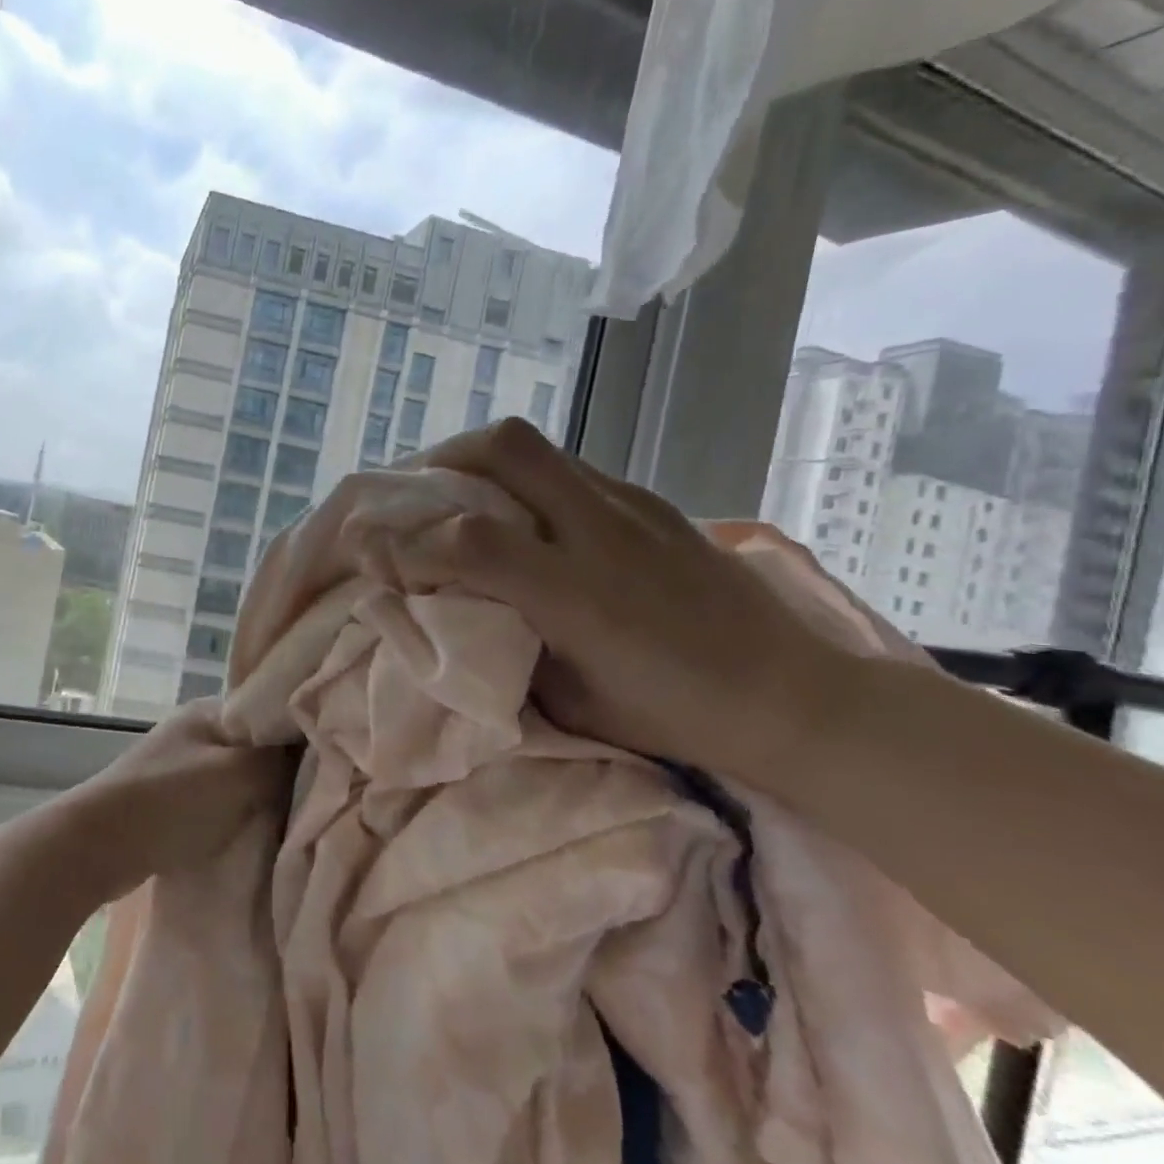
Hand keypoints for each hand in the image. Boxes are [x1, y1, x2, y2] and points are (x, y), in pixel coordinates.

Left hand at [54, 699, 293, 897]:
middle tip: (317, 795)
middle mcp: (196, 730)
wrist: (97, 845)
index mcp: (211, 710)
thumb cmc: (171, 802)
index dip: (302, 734)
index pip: (270, 711)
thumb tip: (314, 747)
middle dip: (282, 770)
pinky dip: (236, 813)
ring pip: (237, 776)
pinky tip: (255, 830)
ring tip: (292, 816)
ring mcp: (181, 765)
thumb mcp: (237, 775)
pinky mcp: (171, 800)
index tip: (333, 760)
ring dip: (259, 796)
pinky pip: (219, 800)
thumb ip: (280, 760)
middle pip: (255, 746)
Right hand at [396, 419, 854, 786]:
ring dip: (480, 461)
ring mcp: (633, 506)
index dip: (406, 545)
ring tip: (459, 494)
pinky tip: (527, 517)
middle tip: (414, 493)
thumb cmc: (676, 716)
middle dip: (440, 460)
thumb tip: (457, 617)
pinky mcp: (654, 502)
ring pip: (538, 447)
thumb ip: (509, 649)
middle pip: (505, 449)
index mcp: (578, 596)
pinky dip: (527, 481)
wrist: (796, 697)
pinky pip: (571, 469)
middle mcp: (601, 532)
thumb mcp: (573, 703)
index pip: (470, 543)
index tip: (367, 551)